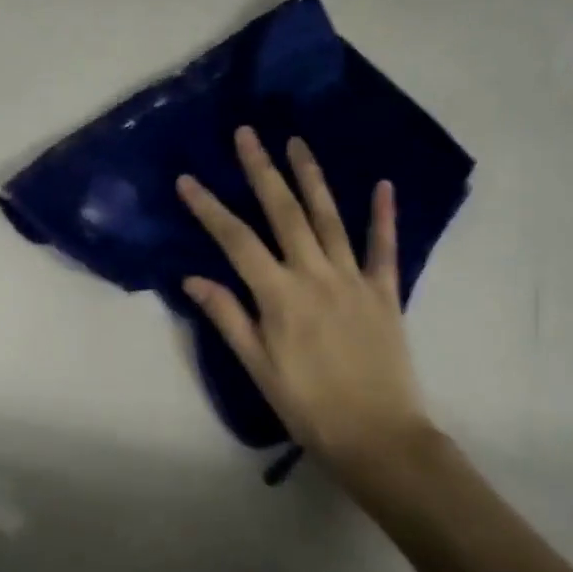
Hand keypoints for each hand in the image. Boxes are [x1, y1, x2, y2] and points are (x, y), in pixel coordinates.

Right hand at [177, 128, 433, 473]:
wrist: (379, 437)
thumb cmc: (309, 407)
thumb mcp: (258, 368)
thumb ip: (228, 318)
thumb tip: (193, 279)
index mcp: (279, 296)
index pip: (235, 241)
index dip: (209, 208)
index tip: (188, 180)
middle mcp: (315, 275)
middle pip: (283, 213)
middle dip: (262, 171)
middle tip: (248, 134)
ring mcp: (353, 279)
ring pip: (329, 218)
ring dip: (312, 178)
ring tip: (297, 142)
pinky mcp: (385, 292)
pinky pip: (385, 248)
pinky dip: (383, 216)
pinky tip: (383, 185)